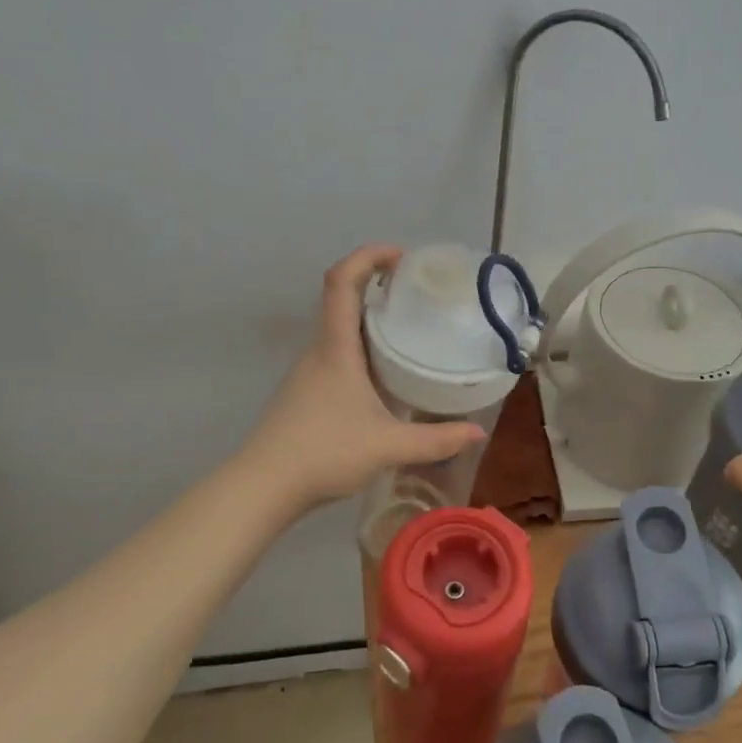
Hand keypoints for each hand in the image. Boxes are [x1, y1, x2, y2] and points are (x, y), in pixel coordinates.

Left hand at [243, 245, 488, 508]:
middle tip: (417, 291)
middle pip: (341, 297)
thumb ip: (436, 440)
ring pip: (340, 327)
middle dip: (377, 283)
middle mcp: (319, 349)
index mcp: (335, 347)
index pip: (341, 281)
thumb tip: (477, 433)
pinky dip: (362, 346)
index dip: (368, 256)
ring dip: (369, 316)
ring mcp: (309, 370)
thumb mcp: (388, 446)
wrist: (264, 486)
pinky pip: (338, 352)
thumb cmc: (323, 453)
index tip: (401, 257)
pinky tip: (386, 372)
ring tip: (409, 327)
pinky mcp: (307, 390)